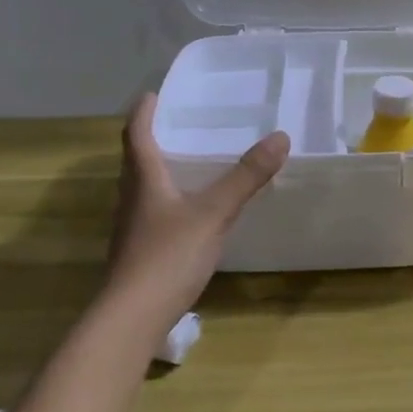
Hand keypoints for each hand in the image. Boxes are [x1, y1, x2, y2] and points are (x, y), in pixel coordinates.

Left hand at [106, 93, 289, 316]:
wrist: (132, 317)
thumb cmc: (168, 256)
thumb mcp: (214, 212)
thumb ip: (246, 177)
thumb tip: (280, 137)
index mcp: (144, 180)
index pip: (137, 135)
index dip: (143, 113)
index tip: (152, 94)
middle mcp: (132, 199)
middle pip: (136, 161)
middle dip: (153, 140)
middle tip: (177, 125)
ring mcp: (133, 229)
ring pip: (143, 189)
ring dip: (160, 171)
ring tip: (188, 164)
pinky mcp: (139, 253)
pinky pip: (153, 214)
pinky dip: (169, 201)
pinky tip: (190, 213)